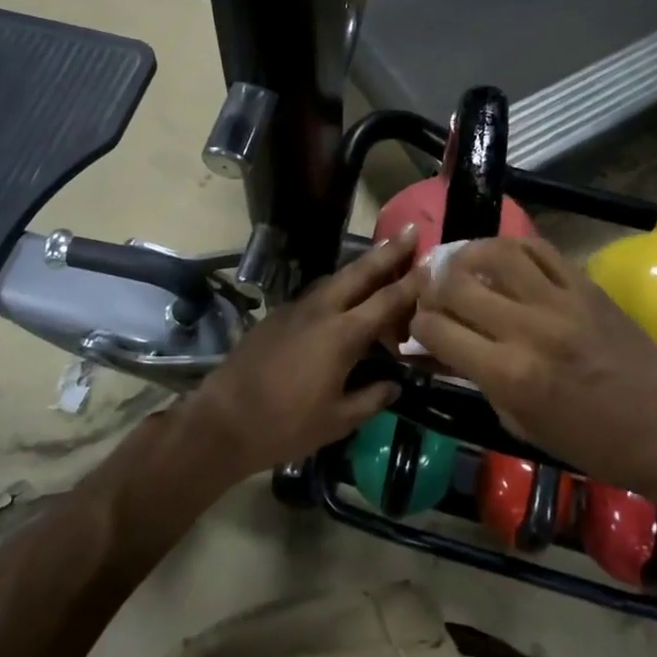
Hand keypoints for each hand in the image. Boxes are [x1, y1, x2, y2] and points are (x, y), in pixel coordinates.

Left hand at [191, 227, 422, 478]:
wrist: (223, 420)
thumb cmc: (286, 425)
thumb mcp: (337, 420)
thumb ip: (371, 398)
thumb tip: (394, 385)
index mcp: (342, 335)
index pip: (387, 300)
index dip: (413, 281)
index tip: (433, 262)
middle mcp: (321, 311)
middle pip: (360, 272)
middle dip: (388, 251)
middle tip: (411, 231)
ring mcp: (295, 309)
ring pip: (336, 279)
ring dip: (362, 267)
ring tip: (382, 260)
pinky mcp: (277, 316)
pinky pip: (316, 294)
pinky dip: (338, 289)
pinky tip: (343, 301)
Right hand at [410, 236, 656, 494]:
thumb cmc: (587, 442)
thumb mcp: (519, 422)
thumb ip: (476, 377)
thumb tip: (439, 347)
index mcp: (508, 373)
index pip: (437, 329)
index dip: (418, 324)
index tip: (419, 325)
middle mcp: (528, 329)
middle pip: (457, 285)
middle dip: (433, 287)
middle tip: (432, 291)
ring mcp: (560, 301)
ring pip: (497, 253)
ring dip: (468, 254)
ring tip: (460, 262)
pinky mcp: (586, 286)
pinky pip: (540, 250)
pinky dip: (513, 249)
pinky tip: (504, 259)